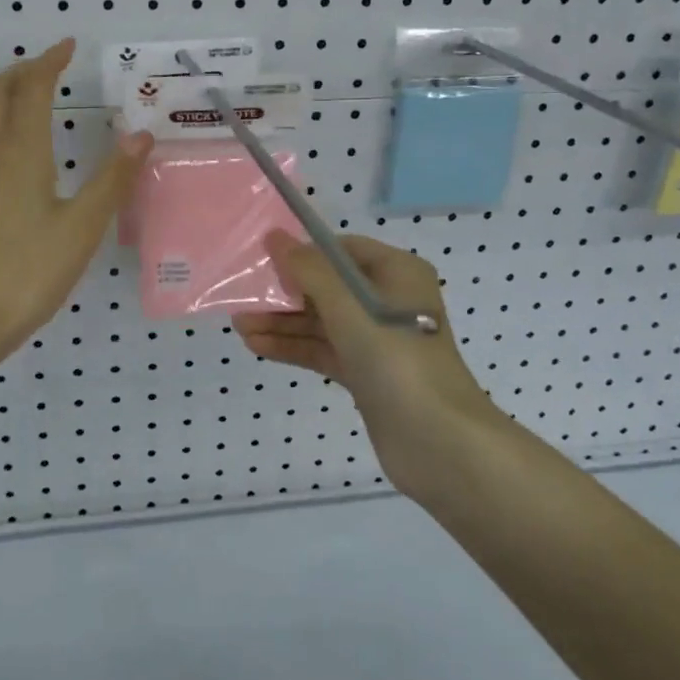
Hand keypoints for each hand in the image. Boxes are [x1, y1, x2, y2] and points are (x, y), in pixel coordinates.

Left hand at [0, 39, 152, 373]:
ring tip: (27, 100)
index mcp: (18, 151)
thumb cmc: (29, 272)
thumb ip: (113, 178)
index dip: (49, 61)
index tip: (68, 47)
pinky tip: (1, 150)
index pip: (31, 87)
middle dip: (22, 71)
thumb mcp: (83, 227)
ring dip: (2, 95)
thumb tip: (141, 135)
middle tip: (50, 69)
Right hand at [235, 231, 499, 500]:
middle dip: (285, 292)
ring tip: (239, 325)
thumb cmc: (396, 358)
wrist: (440, 443)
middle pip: (327, 286)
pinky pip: (323, 350)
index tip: (263, 260)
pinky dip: (293, 347)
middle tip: (242, 295)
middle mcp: (388, 301)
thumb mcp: (348, 305)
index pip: (341, 250)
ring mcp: (377, 339)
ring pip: (321, 321)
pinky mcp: (366, 373)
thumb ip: (308, 270)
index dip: (303, 252)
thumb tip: (274, 237)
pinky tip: (256, 346)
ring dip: (282, 322)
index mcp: (396, 273)